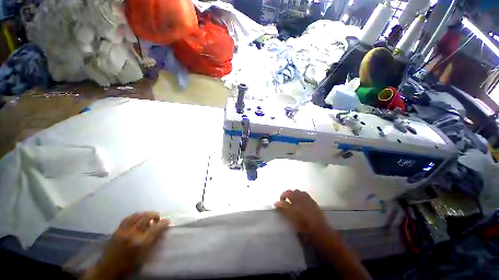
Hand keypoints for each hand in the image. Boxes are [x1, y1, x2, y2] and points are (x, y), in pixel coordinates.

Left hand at [84, 212, 169, 279]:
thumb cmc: (128, 267)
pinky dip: (135, 216)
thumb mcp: (144, 257)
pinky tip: (137, 219)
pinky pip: (127, 218)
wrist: (107, 271)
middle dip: (155, 215)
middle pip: (146, 217)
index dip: (164, 222)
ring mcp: (123, 231)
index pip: (156, 228)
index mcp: (140, 243)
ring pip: (136, 215)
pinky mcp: (116, 231)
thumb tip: (162, 231)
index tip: (168, 221)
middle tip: (158, 218)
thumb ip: (153, 242)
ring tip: (149, 217)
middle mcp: (132, 234)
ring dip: (145, 214)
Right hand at [274, 190, 332, 237]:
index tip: (276, 204)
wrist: (321, 231)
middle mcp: (300, 201)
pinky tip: (300, 200)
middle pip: (289, 192)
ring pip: (296, 191)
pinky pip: (304, 193)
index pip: (283, 202)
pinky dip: (299, 194)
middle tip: (283, 200)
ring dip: (292, 193)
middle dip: (284, 195)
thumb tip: (277, 205)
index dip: (278, 202)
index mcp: (294, 208)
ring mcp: (306, 199)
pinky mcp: (312, 200)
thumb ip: (285, 212)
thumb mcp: (293, 222)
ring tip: (291, 199)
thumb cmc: (306, 229)